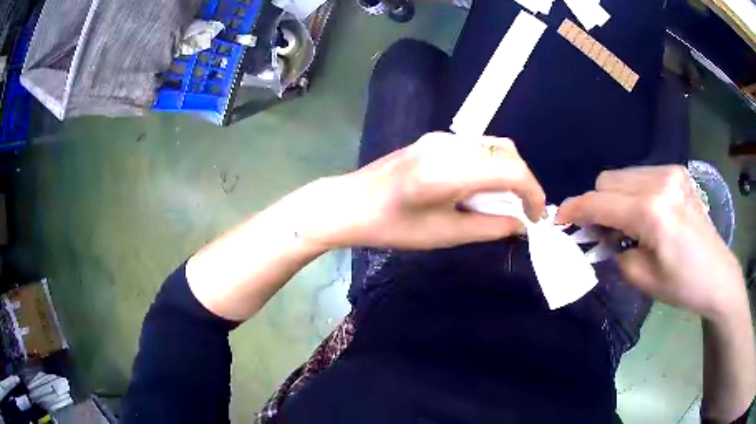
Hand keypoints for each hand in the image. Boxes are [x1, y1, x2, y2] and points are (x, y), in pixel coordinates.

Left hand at [298, 132, 545, 249]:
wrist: (350, 203)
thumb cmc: (393, 226)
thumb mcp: (445, 234)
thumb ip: (490, 227)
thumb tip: (521, 225)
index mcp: (451, 169)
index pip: (511, 170)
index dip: (533, 193)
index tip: (536, 217)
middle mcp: (450, 144)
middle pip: (506, 152)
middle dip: (523, 181)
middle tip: (522, 210)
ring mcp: (440, 137)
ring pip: (493, 146)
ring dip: (507, 171)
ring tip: (504, 201)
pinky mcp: (434, 139)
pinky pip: (475, 147)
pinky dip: (490, 165)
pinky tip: (481, 187)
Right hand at [557, 166, 746, 320]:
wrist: (717, 275)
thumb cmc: (682, 285)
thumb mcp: (642, 278)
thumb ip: (614, 251)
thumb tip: (599, 234)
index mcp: (652, 211)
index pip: (600, 202)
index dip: (575, 210)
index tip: (558, 219)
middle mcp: (660, 181)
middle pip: (608, 180)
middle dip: (596, 205)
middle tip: (600, 233)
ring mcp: (670, 172)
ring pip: (623, 175)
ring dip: (614, 198)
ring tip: (625, 226)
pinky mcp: (676, 173)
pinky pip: (640, 175)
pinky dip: (631, 194)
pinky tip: (643, 215)